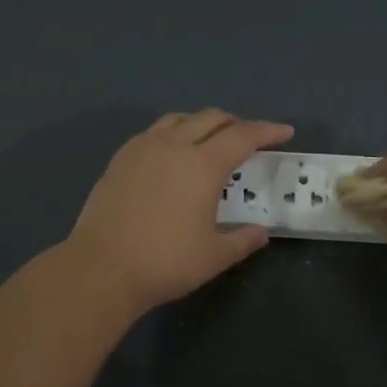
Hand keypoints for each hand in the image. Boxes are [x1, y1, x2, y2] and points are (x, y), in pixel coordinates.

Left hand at [66, 110, 293, 313]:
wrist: (101, 268)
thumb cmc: (165, 263)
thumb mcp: (214, 256)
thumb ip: (242, 240)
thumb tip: (260, 232)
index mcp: (203, 165)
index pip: (243, 136)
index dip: (267, 131)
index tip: (285, 132)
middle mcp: (174, 146)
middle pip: (211, 118)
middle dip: (235, 123)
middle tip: (249, 138)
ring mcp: (142, 148)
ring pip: (179, 119)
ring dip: (202, 123)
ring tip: (210, 140)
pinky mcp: (120, 159)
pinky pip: (153, 132)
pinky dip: (173, 133)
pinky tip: (171, 155)